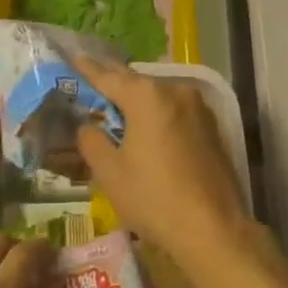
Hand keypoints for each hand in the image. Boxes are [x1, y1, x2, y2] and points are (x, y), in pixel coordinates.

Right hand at [73, 57, 253, 270]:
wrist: (213, 228)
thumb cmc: (154, 198)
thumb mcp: (110, 172)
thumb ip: (92, 140)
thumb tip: (87, 125)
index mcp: (146, 95)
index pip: (108, 76)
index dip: (87, 69)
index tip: (74, 58)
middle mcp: (174, 90)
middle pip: (136, 82)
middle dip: (114, 84)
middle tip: (92, 84)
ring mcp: (197, 106)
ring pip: (158, 96)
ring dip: (138, 101)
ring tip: (118, 109)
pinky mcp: (211, 126)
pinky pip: (175, 110)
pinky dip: (158, 114)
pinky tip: (148, 129)